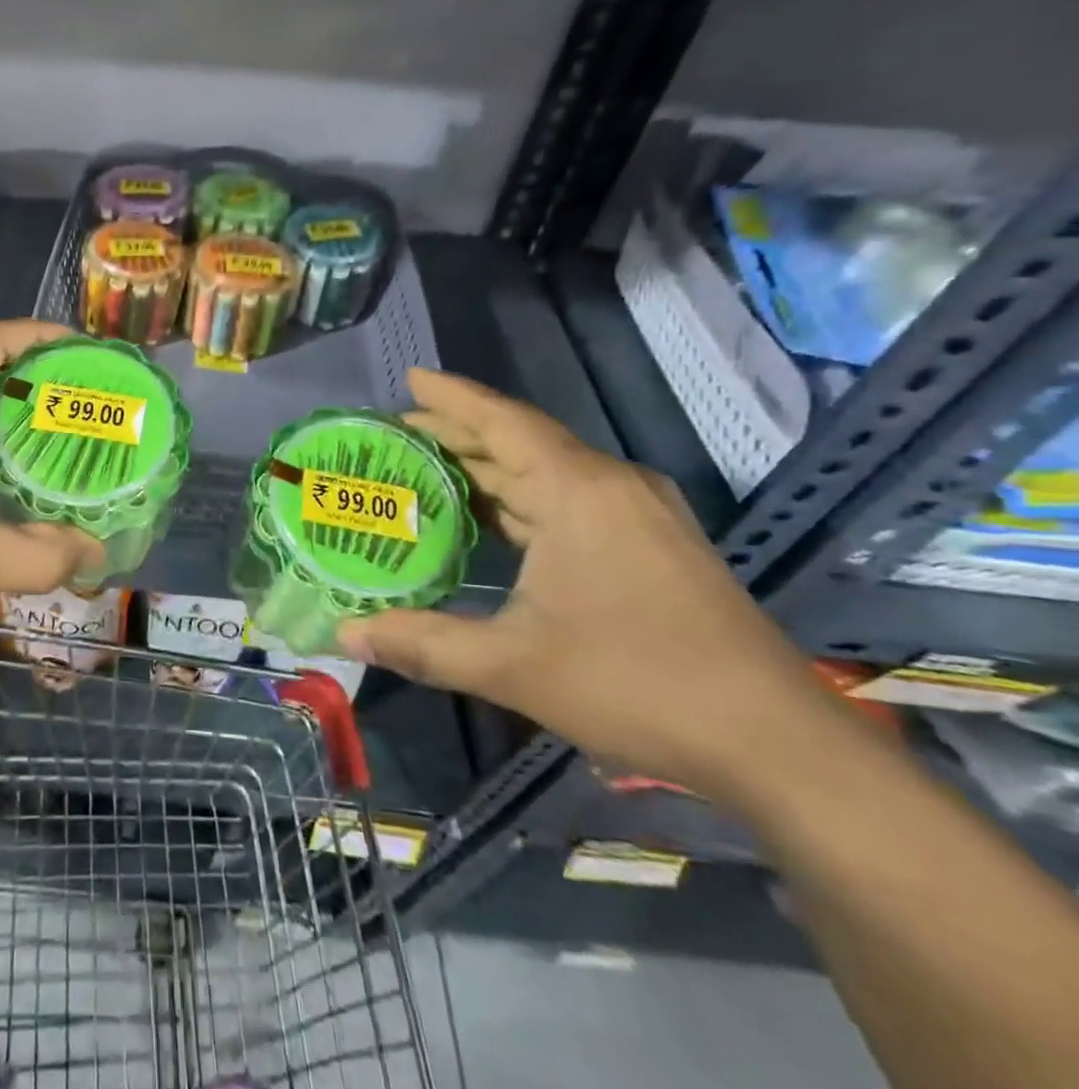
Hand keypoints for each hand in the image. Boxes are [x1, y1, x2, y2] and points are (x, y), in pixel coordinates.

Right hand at [339, 368, 829, 794]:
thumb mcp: (514, 666)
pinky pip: (571, 498)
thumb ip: (423, 644)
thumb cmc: (638, 686)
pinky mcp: (653, 543)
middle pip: (522, 440)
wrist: (777, 744)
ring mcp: (639, 514)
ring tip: (429, 468)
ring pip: (548, 471)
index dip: (452, 398)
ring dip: (489, 467)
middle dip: (458, 433)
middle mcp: (611, 486)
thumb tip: (344, 633)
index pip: (503, 423)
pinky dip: (522, 497)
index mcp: (580, 492)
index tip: (410, 378)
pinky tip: (491, 518)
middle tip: (397, 432)